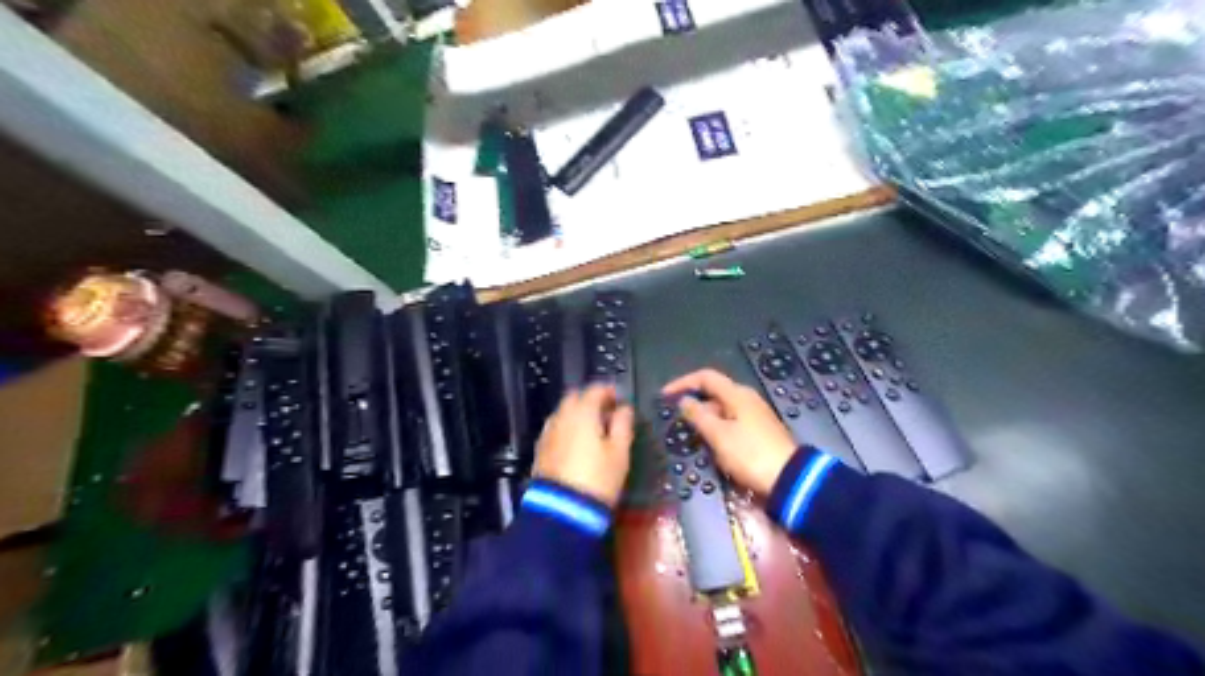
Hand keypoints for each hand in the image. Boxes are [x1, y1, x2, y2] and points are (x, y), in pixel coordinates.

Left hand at [532, 385, 633, 505]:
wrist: (562, 510)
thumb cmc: (598, 478)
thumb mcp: (619, 452)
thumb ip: (623, 424)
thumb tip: (624, 409)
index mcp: (582, 412)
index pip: (595, 389)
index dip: (610, 391)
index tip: (620, 399)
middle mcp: (561, 416)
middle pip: (575, 397)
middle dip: (590, 400)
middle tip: (606, 412)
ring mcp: (548, 432)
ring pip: (563, 413)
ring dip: (577, 414)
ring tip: (593, 429)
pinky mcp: (540, 449)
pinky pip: (556, 429)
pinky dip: (567, 428)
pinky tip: (577, 443)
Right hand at [663, 371, 797, 495]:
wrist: (788, 480)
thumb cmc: (750, 454)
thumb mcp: (719, 435)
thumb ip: (698, 416)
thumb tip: (684, 401)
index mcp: (737, 395)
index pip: (706, 377)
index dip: (683, 383)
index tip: (665, 395)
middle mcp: (747, 399)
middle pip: (714, 393)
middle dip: (694, 403)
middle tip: (676, 419)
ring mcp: (755, 415)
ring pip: (722, 410)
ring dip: (704, 418)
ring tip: (690, 435)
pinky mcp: (759, 431)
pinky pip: (731, 422)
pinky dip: (716, 428)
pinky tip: (710, 445)